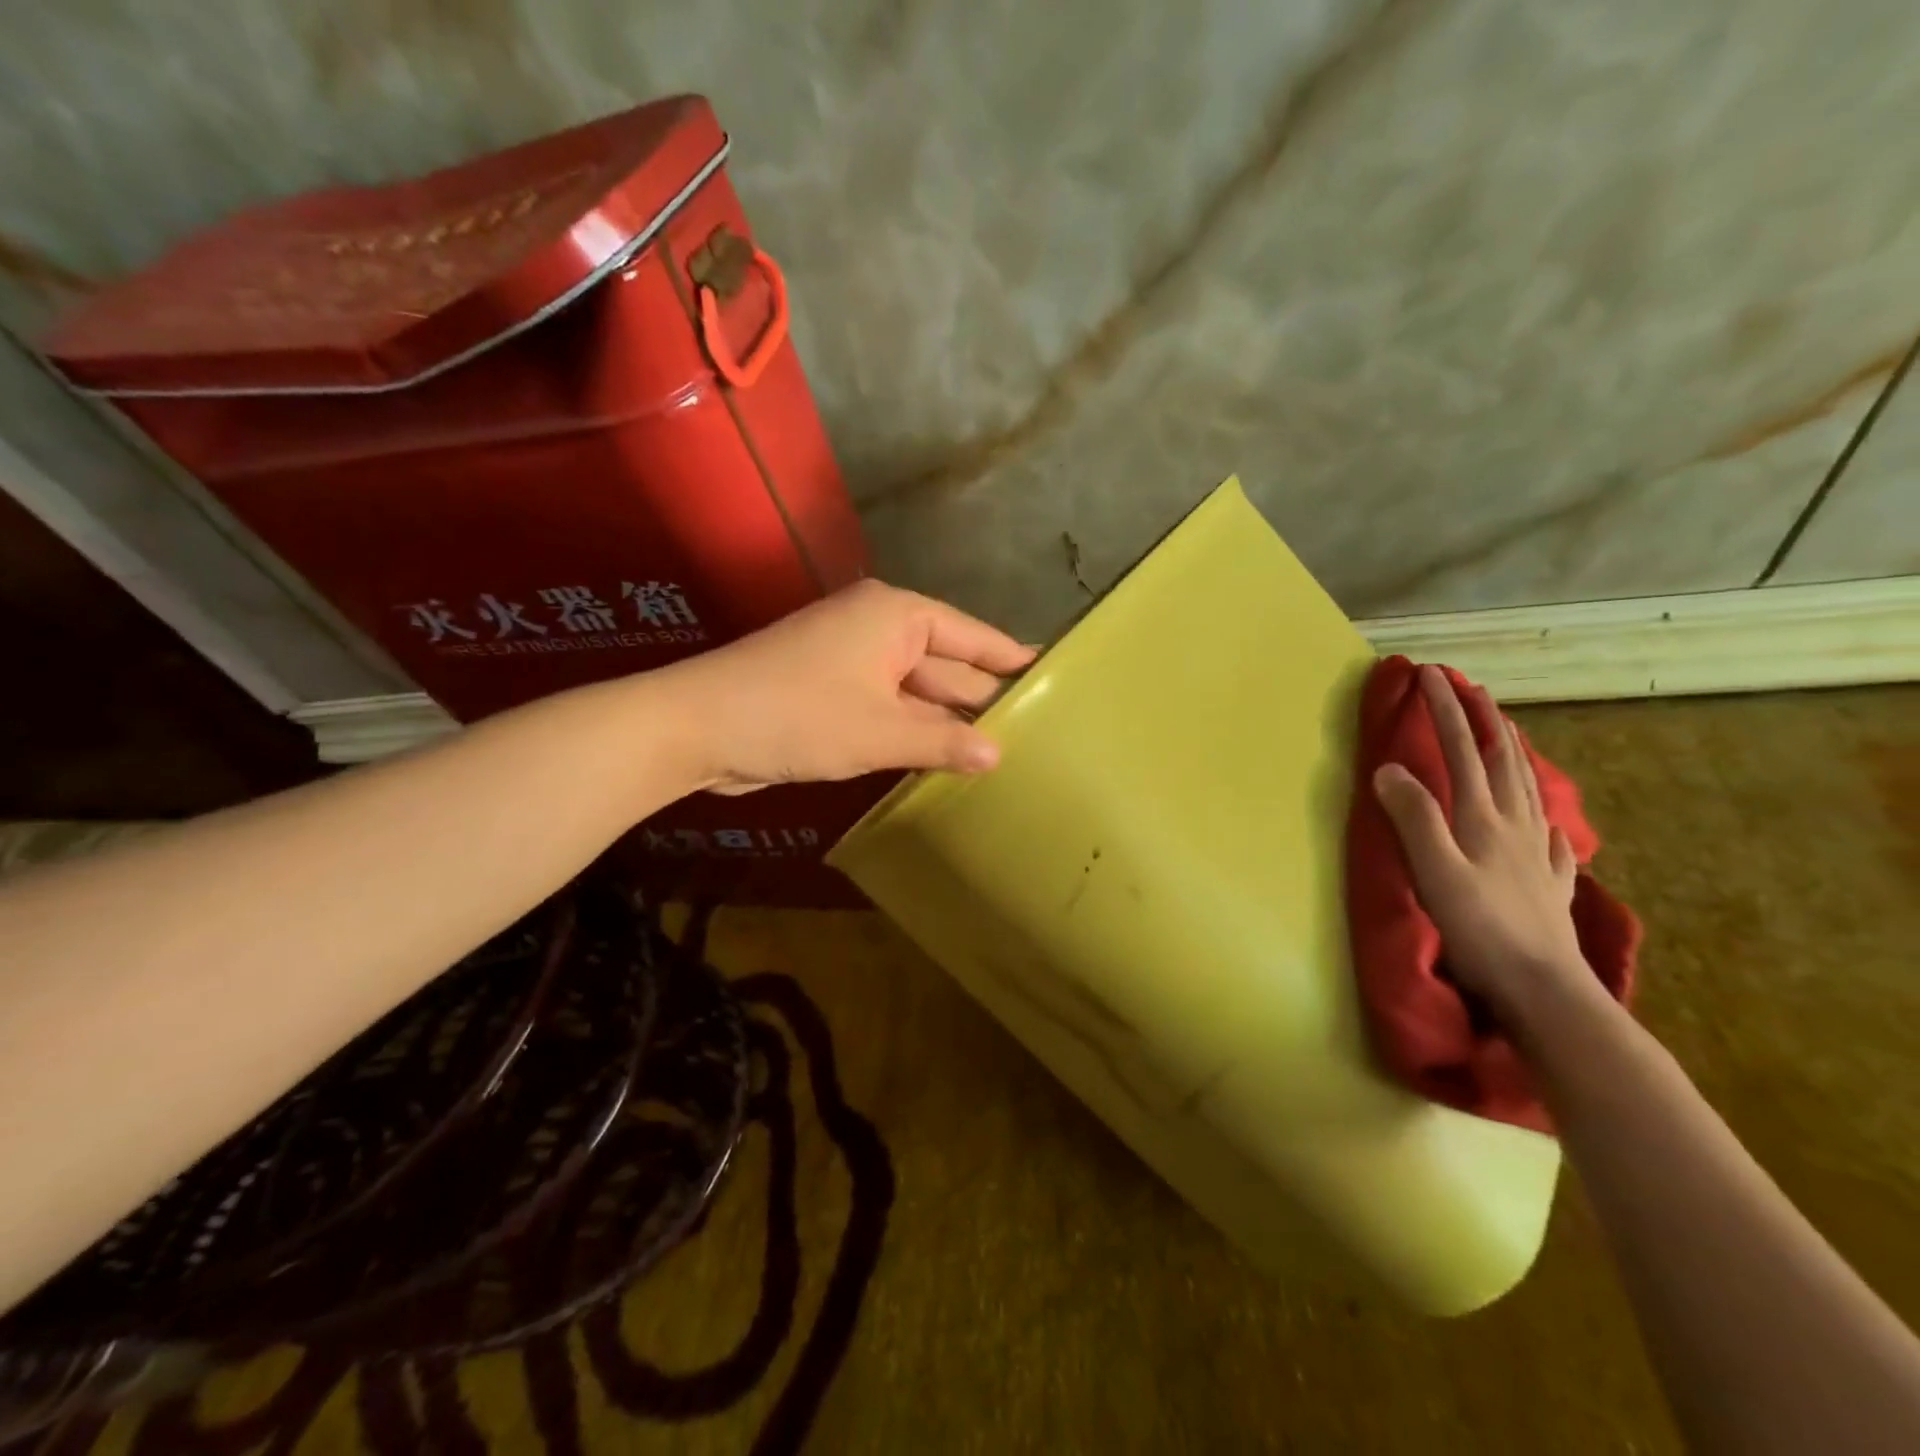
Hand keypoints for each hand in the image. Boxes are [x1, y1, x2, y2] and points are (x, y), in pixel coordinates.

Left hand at [663, 580, 1035, 792]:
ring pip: (918, 693)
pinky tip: (948, 759)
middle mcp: (880, 630)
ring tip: (1007, 750)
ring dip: (949, 723)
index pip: (974, 637)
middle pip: (948, 665)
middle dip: (984, 699)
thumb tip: (997, 755)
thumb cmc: (798, 715)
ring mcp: (855, 663)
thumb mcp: (880, 732)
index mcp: (897, 617)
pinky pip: (891, 710)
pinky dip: (916, 733)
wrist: (699, 727)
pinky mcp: (835, 694)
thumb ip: (942, 742)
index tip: (1056, 673)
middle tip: (1041, 729)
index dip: (1013, 659)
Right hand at [1371, 665, 1589, 1016]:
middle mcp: (1515, 825)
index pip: (1461, 749)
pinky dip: (1546, 816)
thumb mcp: (1434, 870)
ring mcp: (1537, 853)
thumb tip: (1389, 768)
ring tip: (1506, 733)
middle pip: (1501, 759)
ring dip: (1514, 752)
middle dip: (1482, 718)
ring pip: (1529, 788)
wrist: (1545, 989)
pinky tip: (1550, 822)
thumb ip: (1413, 817)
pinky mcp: (1549, 883)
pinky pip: (1552, 836)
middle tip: (1470, 687)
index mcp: (1483, 817)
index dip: (1445, 709)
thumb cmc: (1480, 929)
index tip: (1430, 673)